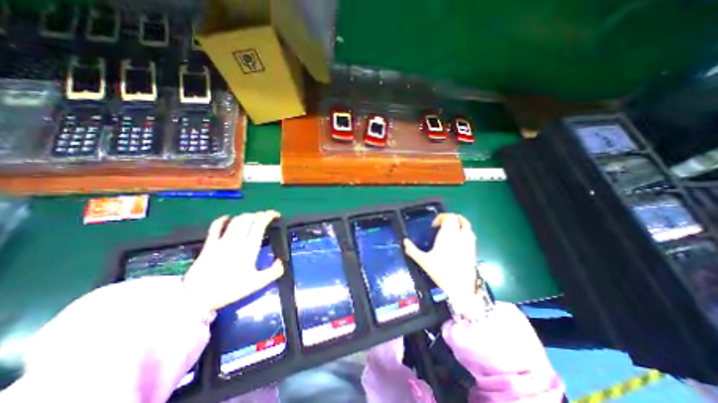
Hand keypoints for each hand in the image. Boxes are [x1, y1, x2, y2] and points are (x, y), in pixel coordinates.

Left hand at [183, 213, 286, 312]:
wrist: (197, 297)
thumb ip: (274, 272)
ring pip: (236, 220)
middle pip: (250, 218)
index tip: (276, 215)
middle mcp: (237, 239)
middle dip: (261, 214)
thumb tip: (282, 261)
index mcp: (250, 247)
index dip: (269, 215)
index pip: (260, 223)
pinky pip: (215, 226)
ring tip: (253, 218)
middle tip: (267, 217)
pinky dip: (223, 219)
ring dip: (247, 215)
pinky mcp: (209, 244)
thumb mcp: (257, 283)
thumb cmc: (230, 289)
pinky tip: (228, 218)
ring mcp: (221, 241)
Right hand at [403, 213, 475, 301]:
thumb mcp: (423, 261)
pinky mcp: (473, 251)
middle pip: (460, 219)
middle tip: (441, 225)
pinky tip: (457, 241)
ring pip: (467, 226)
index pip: (449, 217)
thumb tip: (404, 241)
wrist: (460, 288)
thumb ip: (412, 250)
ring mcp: (469, 243)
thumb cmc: (440, 272)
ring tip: (450, 230)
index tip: (434, 226)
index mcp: (448, 235)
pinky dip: (464, 232)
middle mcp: (460, 236)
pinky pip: (471, 235)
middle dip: (450, 218)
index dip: (441, 217)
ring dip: (459, 224)